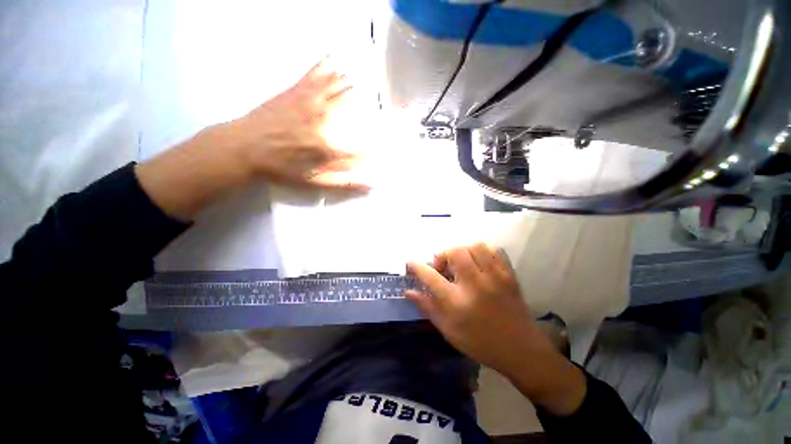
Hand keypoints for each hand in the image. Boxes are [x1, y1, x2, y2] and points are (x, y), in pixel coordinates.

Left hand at [136, 58, 368, 220]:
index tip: (381, 147)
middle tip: (374, 104)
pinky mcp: (295, 90)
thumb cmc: (282, 168)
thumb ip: (344, 182)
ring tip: (361, 83)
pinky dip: (326, 64)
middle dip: (367, 104)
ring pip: (337, 86)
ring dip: (352, 84)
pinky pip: (314, 73)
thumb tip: (371, 185)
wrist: (245, 148)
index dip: (374, 147)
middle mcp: (324, 119)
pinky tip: (334, 57)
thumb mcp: (314, 183)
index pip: (362, 146)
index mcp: (329, 146)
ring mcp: (309, 101)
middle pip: (353, 105)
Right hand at [405, 243, 586, 415]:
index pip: (430, 277)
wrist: (521, 350)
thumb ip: (427, 307)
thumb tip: (408, 291)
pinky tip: (479, 263)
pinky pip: (494, 250)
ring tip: (461, 264)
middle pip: (455, 252)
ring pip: (475, 247)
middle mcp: (475, 285)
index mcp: (457, 302)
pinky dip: (482, 252)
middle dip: (443, 255)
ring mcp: (495, 277)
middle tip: (444, 268)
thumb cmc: (480, 343)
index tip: (410, 263)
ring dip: (462, 251)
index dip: (416, 267)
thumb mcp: (448, 330)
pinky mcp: (509, 274)